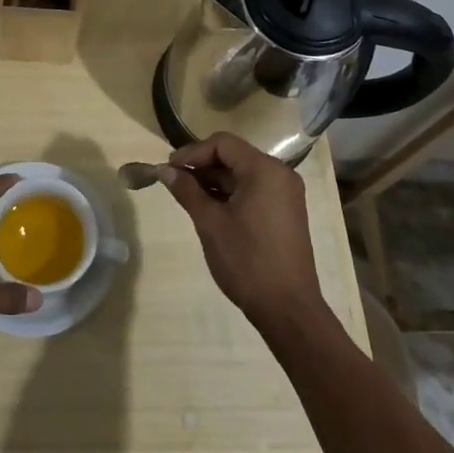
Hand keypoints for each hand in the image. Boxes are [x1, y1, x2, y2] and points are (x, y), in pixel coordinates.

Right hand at [160, 132, 327, 333]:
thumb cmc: (247, 260)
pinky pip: (254, 190)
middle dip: (202, 166)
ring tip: (188, 197)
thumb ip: (187, 190)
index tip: (169, 169)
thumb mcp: (210, 223)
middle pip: (234, 156)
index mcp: (265, 170)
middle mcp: (280, 174)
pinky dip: (231, 194)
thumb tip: (165, 170)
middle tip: (174, 182)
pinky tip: (210, 209)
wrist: (288, 309)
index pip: (223, 143)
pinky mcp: (286, 212)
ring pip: (242, 174)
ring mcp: (286, 194)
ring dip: (214, 181)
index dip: (193, 152)